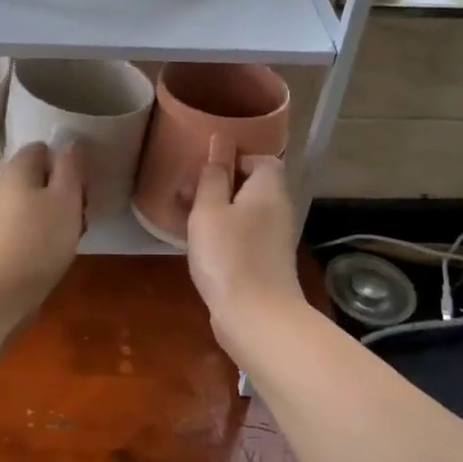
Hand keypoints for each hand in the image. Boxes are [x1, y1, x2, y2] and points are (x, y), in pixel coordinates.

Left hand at [0, 141, 85, 317]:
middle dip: (66, 191)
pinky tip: (57, 252)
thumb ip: (70, 167)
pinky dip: (45, 234)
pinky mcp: (0, 241)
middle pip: (41, 178)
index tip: (82, 182)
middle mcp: (4, 186)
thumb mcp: (66, 197)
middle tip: (82, 210)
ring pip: (37, 204)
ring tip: (74, 235)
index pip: (42, 148)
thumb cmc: (38, 238)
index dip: (66, 161)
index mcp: (18, 168)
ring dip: (59, 215)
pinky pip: (29, 227)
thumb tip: (70, 142)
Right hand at [187, 150, 302, 357]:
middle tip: (185, 193)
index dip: (233, 158)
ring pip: (244, 212)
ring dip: (216, 211)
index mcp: (268, 188)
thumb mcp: (209, 209)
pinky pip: (243, 235)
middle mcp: (278, 209)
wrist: (256, 317)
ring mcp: (274, 238)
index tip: (204, 168)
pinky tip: (199, 246)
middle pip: (251, 185)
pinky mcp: (265, 262)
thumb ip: (212, 176)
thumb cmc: (229, 254)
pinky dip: (223, 234)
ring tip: (184, 218)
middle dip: (218, 185)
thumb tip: (220, 144)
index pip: (261, 158)